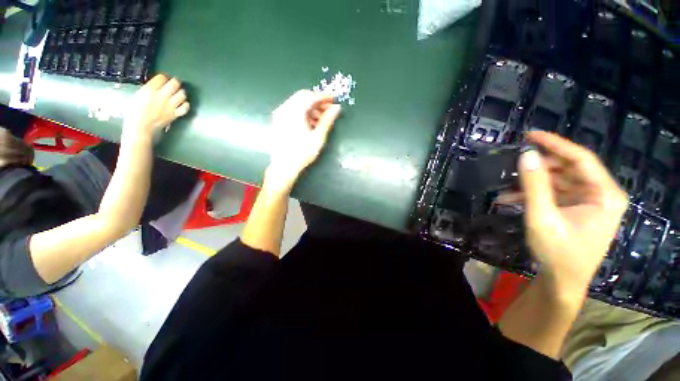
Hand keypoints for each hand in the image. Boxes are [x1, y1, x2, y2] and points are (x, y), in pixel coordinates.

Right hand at [123, 74, 189, 137]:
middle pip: (174, 84)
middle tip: (174, 83)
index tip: (164, 78)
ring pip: (182, 94)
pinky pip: (185, 107)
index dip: (164, 77)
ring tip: (179, 93)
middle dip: (175, 82)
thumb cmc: (135, 111)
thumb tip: (159, 85)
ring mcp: (170, 106)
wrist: (141, 127)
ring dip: (182, 92)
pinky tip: (183, 103)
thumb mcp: (138, 95)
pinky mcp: (175, 114)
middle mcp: (161, 96)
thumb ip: (149, 89)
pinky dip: (186, 104)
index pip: (162, 78)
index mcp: (149, 90)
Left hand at [267, 90, 341, 189]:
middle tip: (329, 110)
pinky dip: (302, 113)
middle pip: (303, 98)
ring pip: (297, 104)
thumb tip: (337, 108)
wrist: (284, 166)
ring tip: (321, 120)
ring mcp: (279, 115)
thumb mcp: (318, 137)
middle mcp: (285, 109)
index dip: (324, 97)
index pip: (311, 96)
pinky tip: (310, 124)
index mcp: (295, 111)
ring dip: (310, 108)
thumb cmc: (303, 152)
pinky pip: (292, 111)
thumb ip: (327, 120)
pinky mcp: (278, 121)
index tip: (334, 100)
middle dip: (317, 102)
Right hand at [518, 131, 627, 299]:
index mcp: (605, 195)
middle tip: (514, 166)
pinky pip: (554, 193)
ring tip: (506, 186)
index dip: (555, 144)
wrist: (562, 281)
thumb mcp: (542, 217)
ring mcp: (589, 202)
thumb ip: (534, 186)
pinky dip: (534, 194)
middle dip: (539, 168)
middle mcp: (601, 194)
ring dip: (532, 183)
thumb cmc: (558, 252)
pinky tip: (511, 198)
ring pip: (559, 181)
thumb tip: (526, 154)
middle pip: (569, 169)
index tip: (530, 135)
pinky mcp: (577, 209)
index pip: (581, 159)